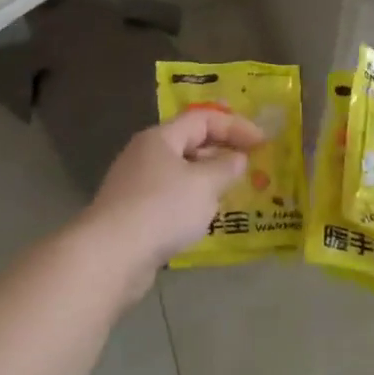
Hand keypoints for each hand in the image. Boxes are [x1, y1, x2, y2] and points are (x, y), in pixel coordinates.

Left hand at [81, 110, 265, 290]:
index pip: (203, 118)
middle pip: (189, 142)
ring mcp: (135, 184)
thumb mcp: (204, 185)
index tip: (262, 142)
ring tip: (231, 192)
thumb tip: (237, 158)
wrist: (110, 255)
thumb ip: (225, 167)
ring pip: (180, 172)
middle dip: (221, 151)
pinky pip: (170, 197)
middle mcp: (145, 154)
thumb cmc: (162, 209)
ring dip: (207, 178)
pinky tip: (203, 217)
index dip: (235, 126)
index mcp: (160, 138)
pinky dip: (191, 200)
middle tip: (250, 166)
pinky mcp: (132, 213)